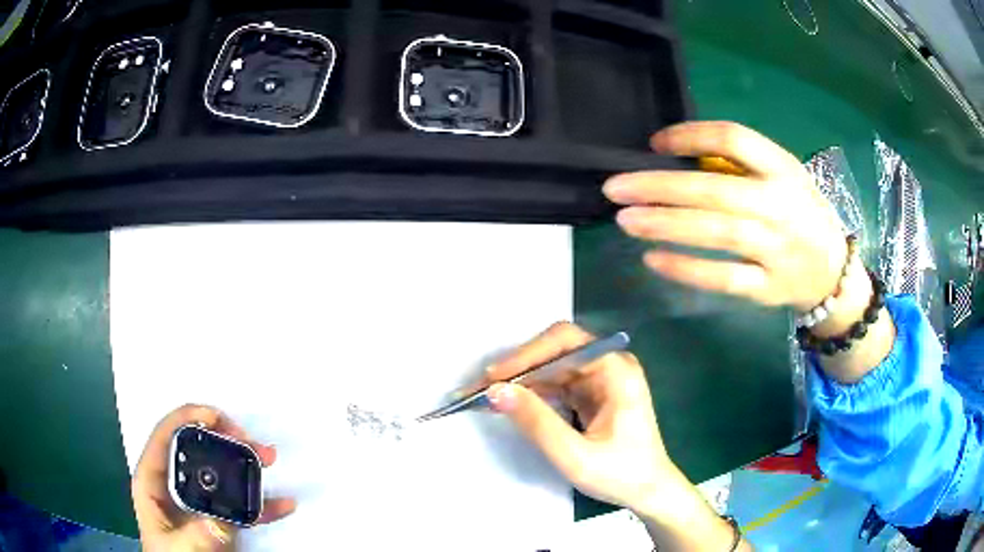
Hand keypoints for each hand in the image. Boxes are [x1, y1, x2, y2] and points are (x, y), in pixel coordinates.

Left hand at [133, 404, 296, 551]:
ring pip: (220, 470)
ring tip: (269, 458)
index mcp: (153, 481)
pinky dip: (262, 503)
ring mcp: (197, 501)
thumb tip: (223, 519)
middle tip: (250, 443)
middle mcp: (174, 483)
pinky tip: (282, 502)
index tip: (216, 416)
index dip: (187, 418)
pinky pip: (241, 505)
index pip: (165, 437)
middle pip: (197, 447)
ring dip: (247, 463)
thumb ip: (196, 534)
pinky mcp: (217, 518)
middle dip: (225, 439)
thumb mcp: (178, 548)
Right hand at [482, 322, 682, 514]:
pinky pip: (556, 384)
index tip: (493, 377)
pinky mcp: (593, 394)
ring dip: (522, 381)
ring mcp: (602, 379)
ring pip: (552, 368)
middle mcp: (609, 366)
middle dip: (519, 368)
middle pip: (556, 352)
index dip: (526, 355)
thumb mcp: (574, 455)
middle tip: (482, 388)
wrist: (649, 491)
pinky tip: (511, 404)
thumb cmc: (620, 474)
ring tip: (488, 397)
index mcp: (616, 370)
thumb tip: (495, 391)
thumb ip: (536, 422)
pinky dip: (532, 394)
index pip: (564, 343)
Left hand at [603, 121, 846, 312]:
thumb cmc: (802, 215)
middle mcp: (780, 205)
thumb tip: (681, 155)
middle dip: (661, 187)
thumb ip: (744, 166)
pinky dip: (688, 270)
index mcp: (783, 169)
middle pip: (715, 190)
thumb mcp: (784, 178)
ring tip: (625, 220)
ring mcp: (776, 249)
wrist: (833, 273)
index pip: (735, 139)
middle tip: (615, 189)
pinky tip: (654, 260)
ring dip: (667, 226)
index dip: (691, 135)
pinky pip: (724, 279)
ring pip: (717, 233)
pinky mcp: (768, 288)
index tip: (654, 143)